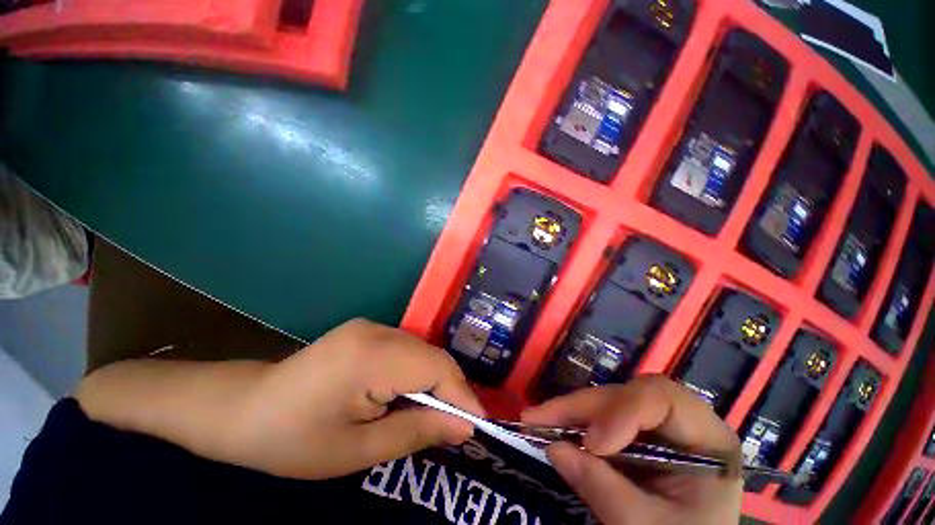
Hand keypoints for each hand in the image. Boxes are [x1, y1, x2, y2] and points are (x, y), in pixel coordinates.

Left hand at [227, 319, 484, 478]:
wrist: (244, 408)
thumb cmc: (292, 439)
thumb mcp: (356, 451)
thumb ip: (416, 432)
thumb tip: (464, 426)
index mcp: (370, 356)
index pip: (435, 368)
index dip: (461, 395)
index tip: (477, 425)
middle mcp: (376, 331)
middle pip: (431, 356)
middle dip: (450, 390)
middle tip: (458, 425)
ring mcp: (371, 326)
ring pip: (421, 352)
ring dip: (434, 382)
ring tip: (435, 414)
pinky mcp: (367, 331)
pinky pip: (407, 350)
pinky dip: (417, 373)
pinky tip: (408, 395)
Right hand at [522, 376, 742, 524]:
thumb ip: (604, 490)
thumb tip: (555, 449)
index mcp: (708, 440)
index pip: (663, 399)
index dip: (622, 412)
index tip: (592, 444)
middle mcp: (681, 421)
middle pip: (626, 395)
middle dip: (581, 408)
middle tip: (538, 418)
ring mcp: (657, 426)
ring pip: (607, 401)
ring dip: (570, 411)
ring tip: (536, 420)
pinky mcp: (636, 433)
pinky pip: (601, 416)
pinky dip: (574, 422)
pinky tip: (553, 427)